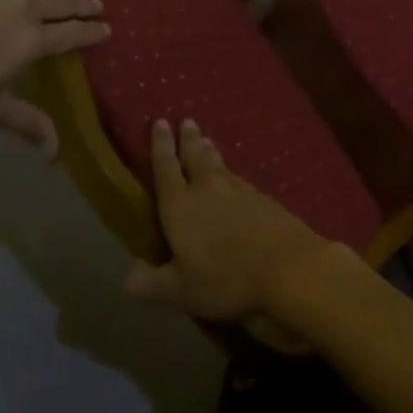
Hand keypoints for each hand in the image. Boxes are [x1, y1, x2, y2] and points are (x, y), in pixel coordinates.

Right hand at [124, 120, 341, 322]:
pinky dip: (232, 173)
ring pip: (220, 165)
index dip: (161, 146)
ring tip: (207, 140)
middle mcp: (207, 190)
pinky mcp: (262, 199)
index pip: (166, 169)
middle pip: (195, 157)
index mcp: (181, 207)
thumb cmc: (225, 278)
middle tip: (187, 121)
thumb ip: (153, 283)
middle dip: (189, 140)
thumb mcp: (182, 291)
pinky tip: (236, 178)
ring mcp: (238, 191)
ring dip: (211, 152)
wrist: (286, 265)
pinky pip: (240, 180)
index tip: (160, 122)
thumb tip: (126, 279)